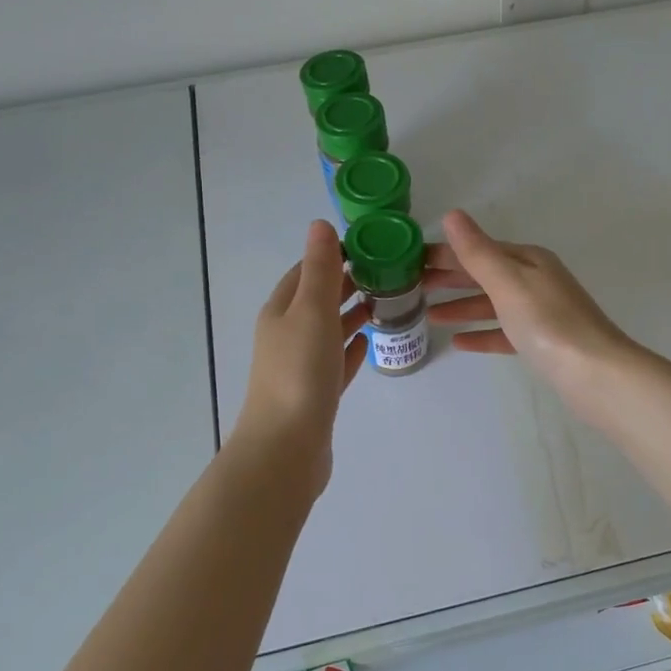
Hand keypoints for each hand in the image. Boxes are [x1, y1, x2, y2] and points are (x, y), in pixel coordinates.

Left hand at [234, 220, 370, 489]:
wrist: (287, 446)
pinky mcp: (316, 392)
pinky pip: (337, 360)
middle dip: (348, 282)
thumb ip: (320, 269)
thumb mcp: (312, 311)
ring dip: (353, 312)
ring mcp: (301, 365)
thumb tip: (320, 224)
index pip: (306, 270)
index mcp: (281, 310)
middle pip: (318, 299)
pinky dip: (352, 346)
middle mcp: (287, 334)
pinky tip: (370, 341)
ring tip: (388, 300)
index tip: (371, 246)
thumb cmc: (300, 372)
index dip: (334, 255)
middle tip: (389, 272)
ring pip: (329, 329)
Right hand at [425, 209, 639, 421]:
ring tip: (427, 316)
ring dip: (461, 307)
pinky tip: (458, 342)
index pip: (478, 249)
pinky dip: (481, 333)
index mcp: (529, 260)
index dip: (444, 254)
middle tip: (411, 288)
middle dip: (449, 279)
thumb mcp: (509, 282)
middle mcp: (536, 280)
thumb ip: (478, 252)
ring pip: (492, 304)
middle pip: (484, 275)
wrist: (596, 374)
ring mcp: (541, 313)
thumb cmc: (549, 324)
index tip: (409, 261)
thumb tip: (453, 215)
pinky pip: (504, 332)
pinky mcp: (542, 343)